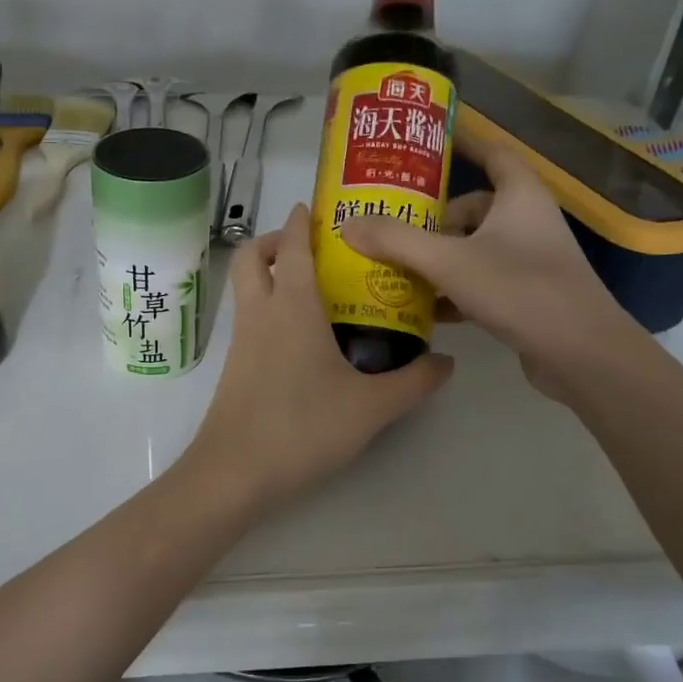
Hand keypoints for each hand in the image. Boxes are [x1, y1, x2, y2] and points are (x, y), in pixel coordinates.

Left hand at [185, 204, 452, 511]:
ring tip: (317, 292)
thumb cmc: (302, 428)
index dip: (300, 222)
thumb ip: (413, 382)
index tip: (317, 209)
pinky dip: (269, 309)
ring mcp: (241, 341)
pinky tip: (303, 339)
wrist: (234, 472)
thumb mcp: (370, 407)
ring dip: (270, 275)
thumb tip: (447, 363)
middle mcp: (260, 313)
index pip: (290, 246)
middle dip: (274, 241)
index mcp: (291, 306)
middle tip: (314, 251)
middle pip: (251, 257)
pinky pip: (249, 319)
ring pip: (246, 288)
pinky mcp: (234, 367)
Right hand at [341, 135, 638, 396]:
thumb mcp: (449, 262)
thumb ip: (396, 241)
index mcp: (519, 196)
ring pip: (473, 247)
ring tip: (394, 266)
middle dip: (432, 217)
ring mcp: (528, 260)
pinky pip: (479, 280)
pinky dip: (452, 289)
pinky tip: (422, 308)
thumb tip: (347, 224)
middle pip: (472, 207)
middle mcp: (527, 221)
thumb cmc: (519, 290)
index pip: (490, 153)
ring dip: (437, 257)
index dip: (461, 143)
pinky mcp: (525, 295)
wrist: (580, 354)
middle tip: (390, 225)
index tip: (424, 143)